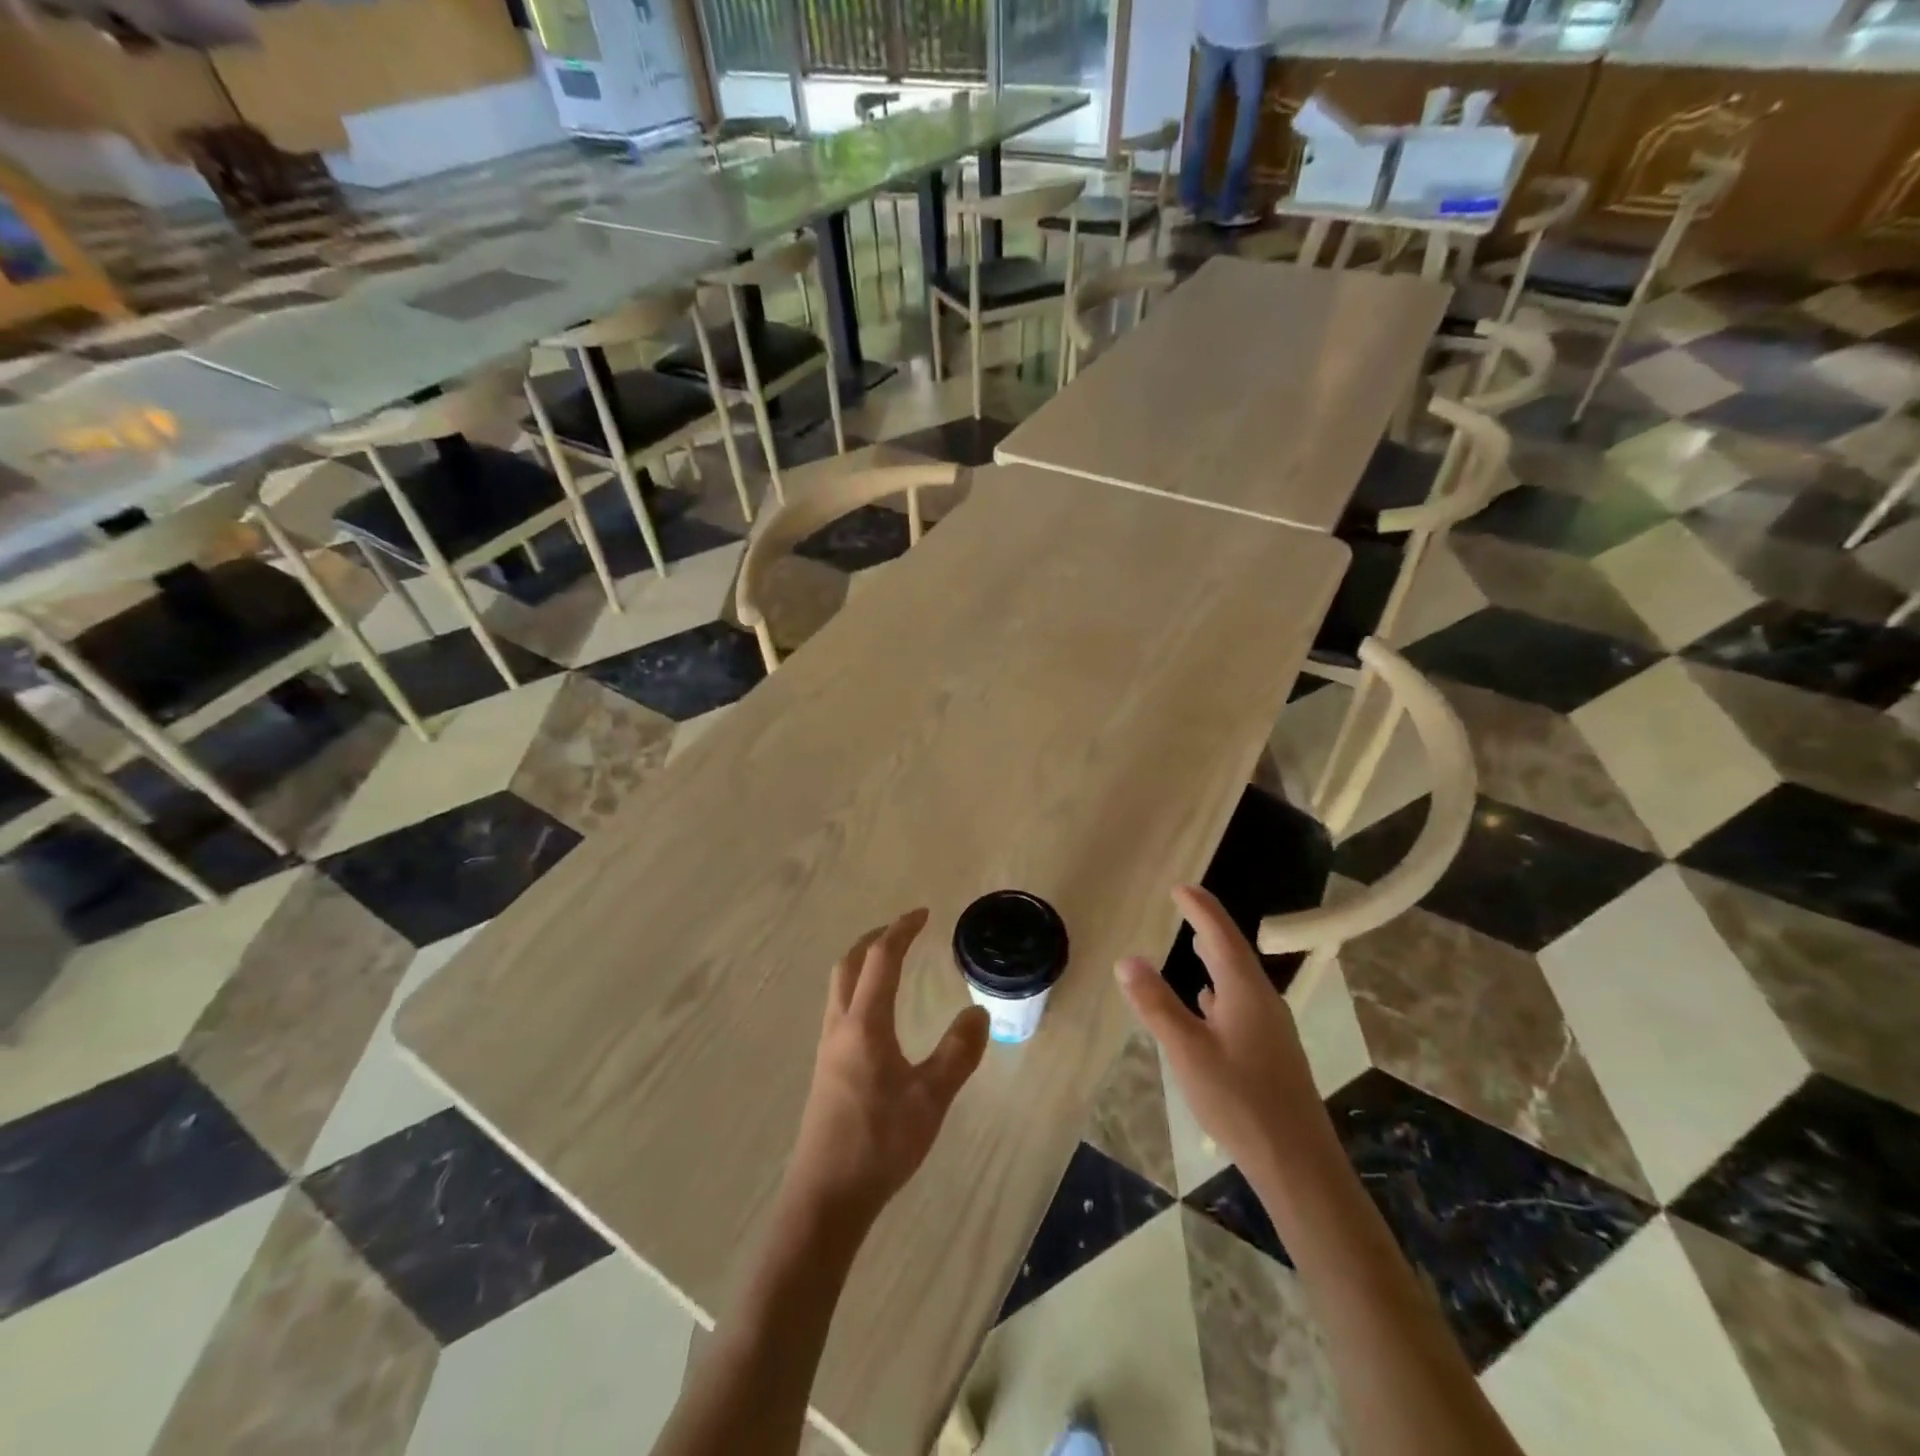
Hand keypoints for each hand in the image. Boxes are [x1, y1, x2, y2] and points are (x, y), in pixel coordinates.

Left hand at [786, 909, 990, 1226]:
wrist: (825, 1197)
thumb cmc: (879, 1144)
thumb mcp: (931, 1098)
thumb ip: (957, 1053)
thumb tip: (979, 1012)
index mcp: (865, 1025)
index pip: (881, 960)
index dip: (902, 931)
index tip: (923, 914)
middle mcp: (840, 1027)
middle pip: (849, 964)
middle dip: (875, 939)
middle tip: (903, 931)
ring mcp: (827, 1048)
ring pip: (839, 986)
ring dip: (862, 963)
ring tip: (891, 963)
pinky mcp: (825, 1069)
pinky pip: (839, 1009)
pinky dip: (858, 989)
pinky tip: (878, 1014)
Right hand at [1115, 885, 1326, 1174]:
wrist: (1298, 1163)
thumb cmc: (1240, 1101)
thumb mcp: (1187, 1051)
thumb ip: (1156, 1004)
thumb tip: (1127, 959)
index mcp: (1245, 992)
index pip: (1220, 935)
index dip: (1200, 909)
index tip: (1180, 888)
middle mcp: (1263, 1002)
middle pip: (1234, 953)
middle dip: (1209, 927)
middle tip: (1186, 907)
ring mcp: (1271, 1028)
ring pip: (1239, 980)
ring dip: (1217, 959)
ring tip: (1197, 946)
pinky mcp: (1272, 1053)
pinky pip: (1242, 1004)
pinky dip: (1222, 990)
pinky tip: (1209, 1004)